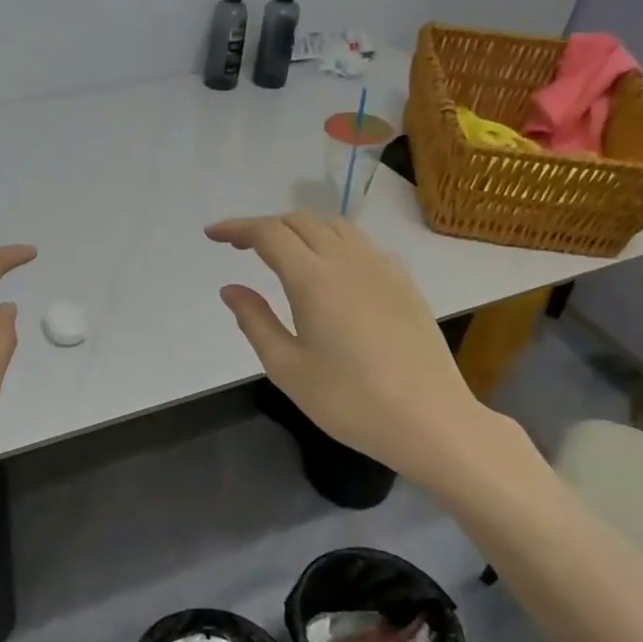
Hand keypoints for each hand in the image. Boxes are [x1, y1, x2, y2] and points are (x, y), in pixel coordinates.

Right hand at [206, 213, 511, 483]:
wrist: (430, 420)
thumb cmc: (349, 401)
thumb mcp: (287, 368)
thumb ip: (255, 321)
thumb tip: (231, 289)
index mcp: (313, 279)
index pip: (268, 233)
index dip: (236, 228)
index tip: (212, 235)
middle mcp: (348, 261)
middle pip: (301, 221)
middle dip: (265, 226)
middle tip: (240, 248)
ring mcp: (382, 268)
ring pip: (335, 226)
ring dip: (301, 229)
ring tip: (283, 253)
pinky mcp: (404, 283)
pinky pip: (362, 245)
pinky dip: (334, 243)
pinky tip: (331, 272)